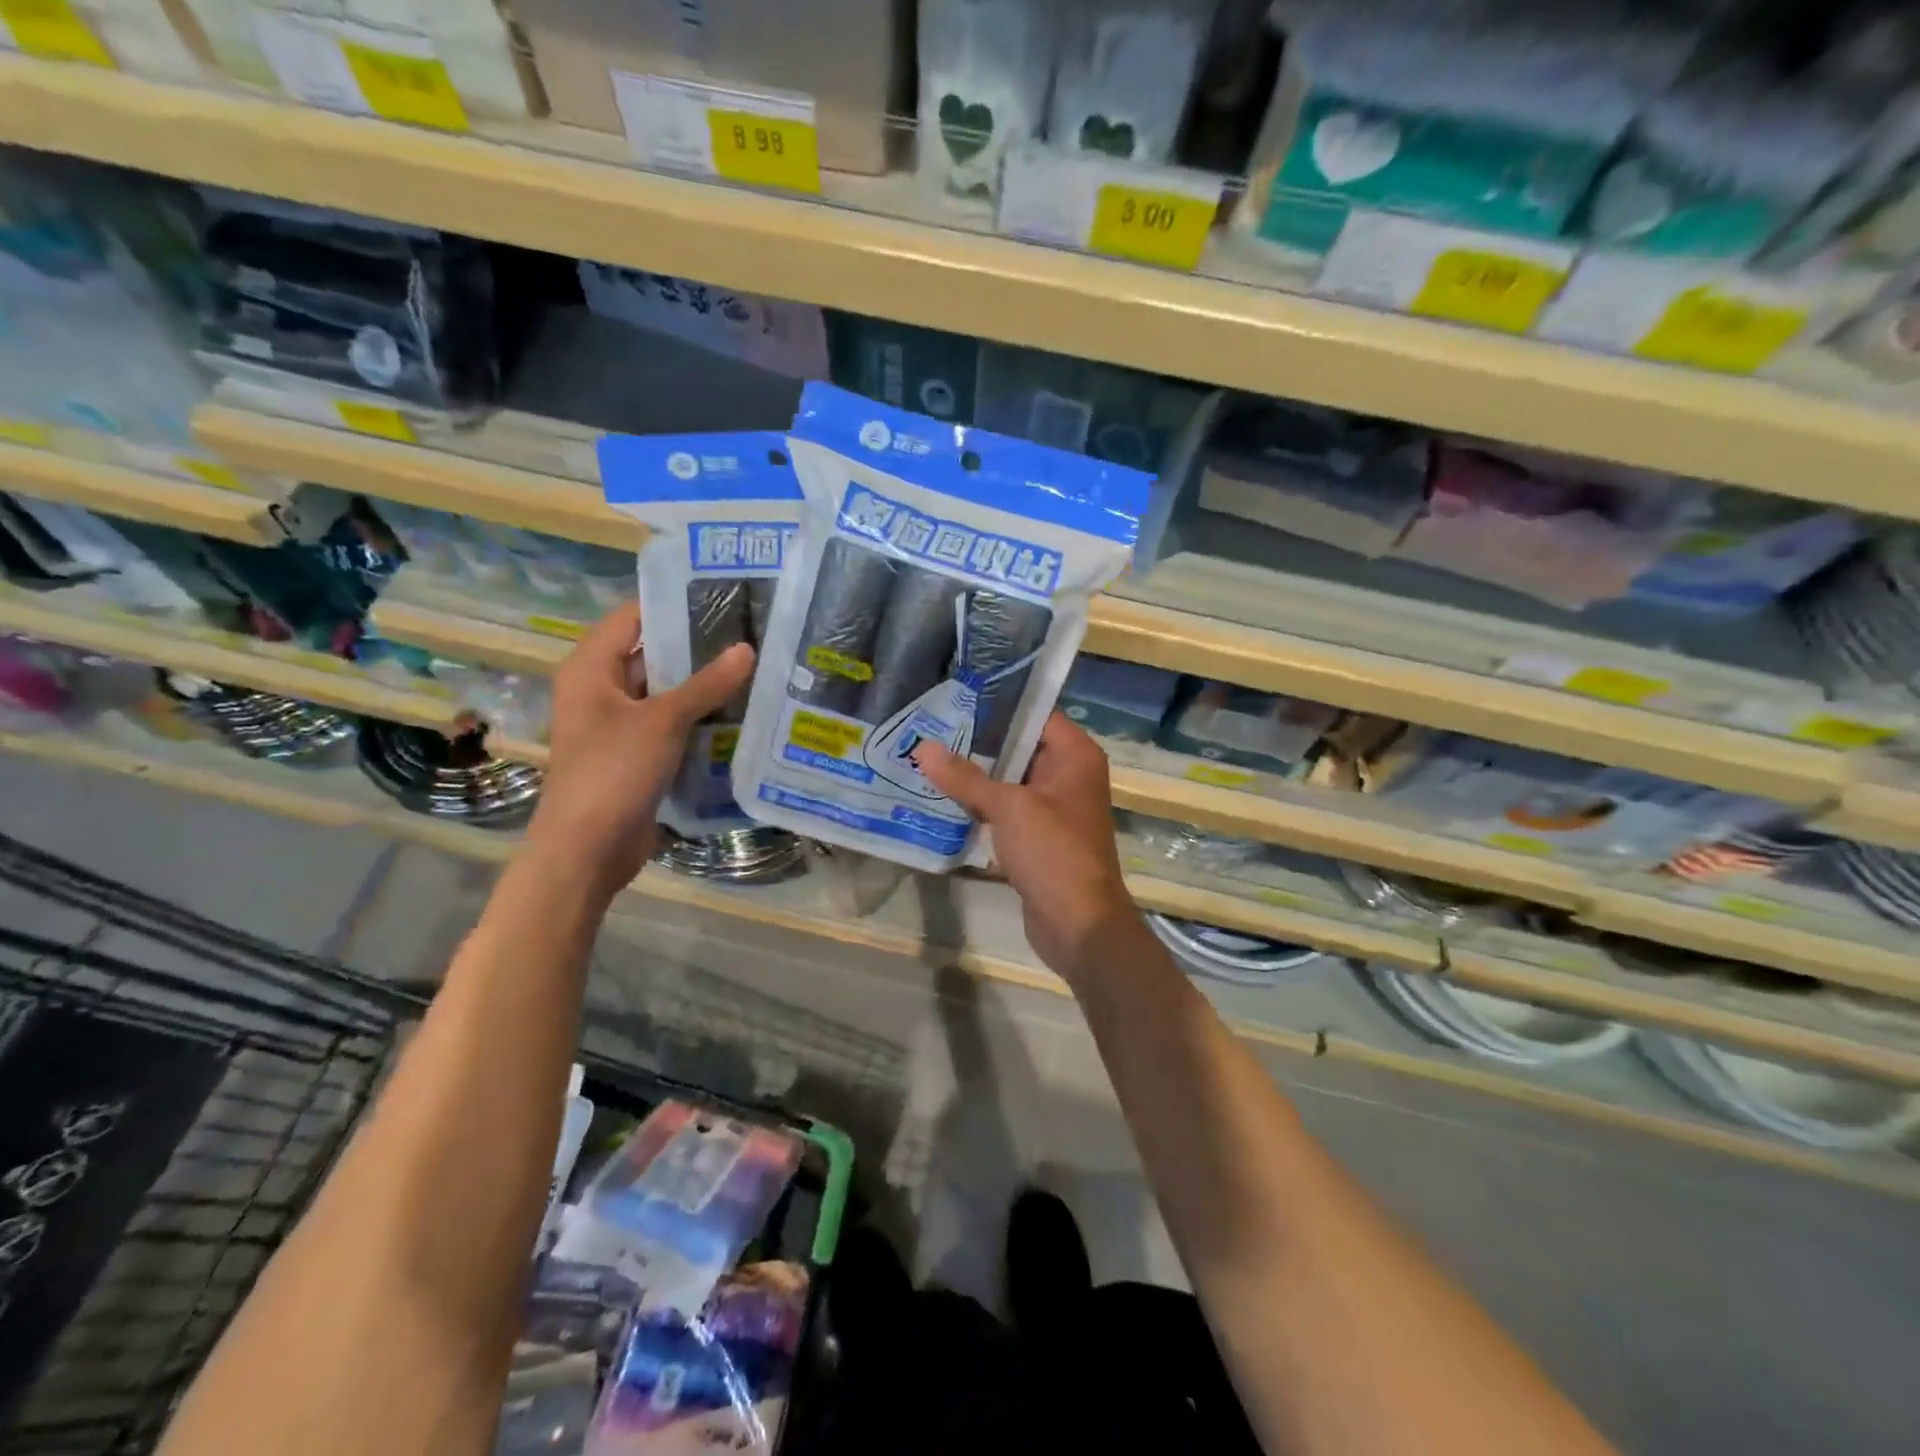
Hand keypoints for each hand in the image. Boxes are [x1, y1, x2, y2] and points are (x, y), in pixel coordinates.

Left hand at [527, 602, 754, 897]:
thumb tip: (747, 649)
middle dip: (698, 648)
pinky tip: (740, 713)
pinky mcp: (638, 756)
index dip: (673, 604)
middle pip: (653, 655)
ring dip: (703, 687)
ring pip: (667, 694)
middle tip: (750, 633)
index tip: (721, 595)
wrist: (587, 849)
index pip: (633, 618)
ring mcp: (620, 726)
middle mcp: (602, 691)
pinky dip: (700, 720)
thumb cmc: (613, 771)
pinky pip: (672, 727)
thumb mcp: (663, 721)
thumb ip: (706, 684)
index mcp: (591, 669)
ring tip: (755, 668)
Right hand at [912, 713, 1137, 981]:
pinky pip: (1008, 809)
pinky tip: (944, 797)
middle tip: (931, 725)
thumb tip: (923, 747)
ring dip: (977, 774)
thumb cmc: (1053, 852)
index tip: (956, 696)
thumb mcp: (1008, 808)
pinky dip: (982, 804)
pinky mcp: (1039, 837)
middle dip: (979, 740)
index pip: (1036, 713)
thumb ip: (966, 777)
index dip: (998, 704)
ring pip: (1011, 780)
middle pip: (1020, 746)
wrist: (1079, 924)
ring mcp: (1054, 808)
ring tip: (929, 756)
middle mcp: (1069, 775)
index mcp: (1075, 756)